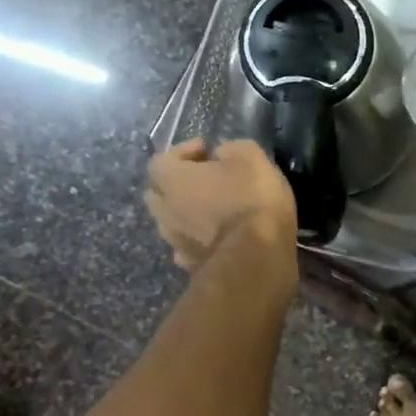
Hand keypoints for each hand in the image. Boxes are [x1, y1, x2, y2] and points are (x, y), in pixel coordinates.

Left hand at [145, 139, 296, 270]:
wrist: (257, 257)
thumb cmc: (252, 199)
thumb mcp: (251, 157)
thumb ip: (230, 149)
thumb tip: (220, 155)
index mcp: (171, 180)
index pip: (161, 160)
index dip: (183, 153)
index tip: (208, 152)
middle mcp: (164, 211)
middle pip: (159, 193)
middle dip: (178, 185)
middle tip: (205, 181)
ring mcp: (174, 242)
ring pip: (171, 222)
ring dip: (186, 214)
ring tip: (212, 211)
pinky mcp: (190, 266)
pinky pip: (186, 247)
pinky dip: (196, 240)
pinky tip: (216, 239)